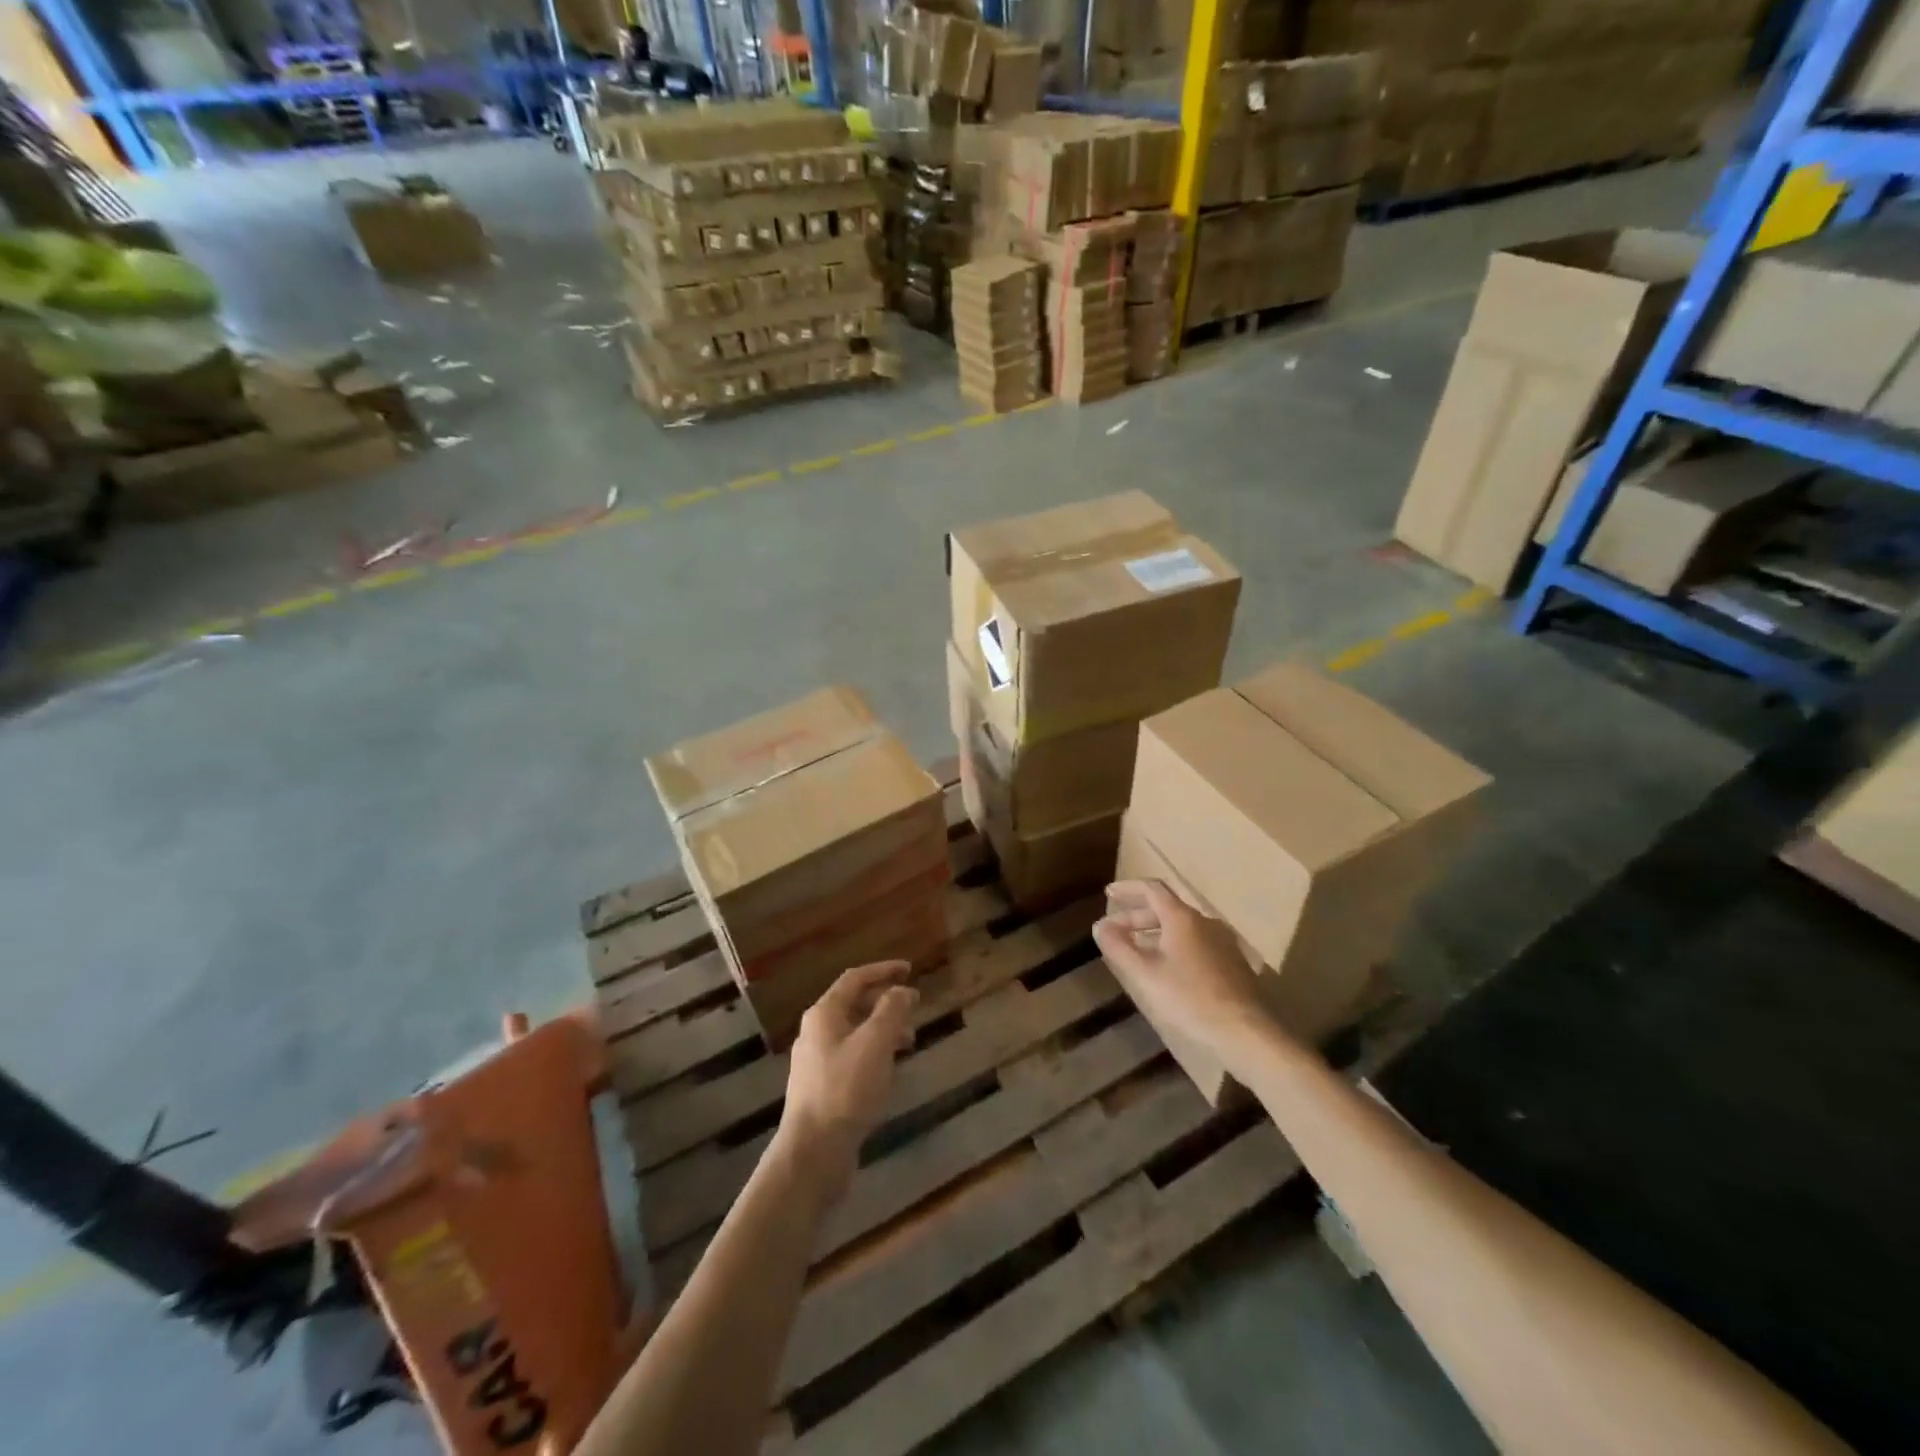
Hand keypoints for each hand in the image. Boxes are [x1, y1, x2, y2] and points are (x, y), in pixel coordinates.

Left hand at [779, 961, 917, 1194]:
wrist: (812, 1153)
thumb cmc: (845, 1090)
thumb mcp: (875, 1044)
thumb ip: (891, 1011)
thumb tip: (902, 990)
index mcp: (824, 1014)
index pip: (855, 978)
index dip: (883, 970)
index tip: (910, 969)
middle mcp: (816, 1032)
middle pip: (853, 1004)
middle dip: (885, 1001)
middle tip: (914, 1007)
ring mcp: (816, 1061)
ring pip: (855, 1032)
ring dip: (883, 1029)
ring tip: (910, 1040)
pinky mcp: (822, 1088)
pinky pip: (853, 1056)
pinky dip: (874, 1052)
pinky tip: (889, 1070)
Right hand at [1094, 879, 1282, 1063]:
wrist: (1246, 1033)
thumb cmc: (1189, 1000)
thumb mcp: (1145, 975)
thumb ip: (1119, 947)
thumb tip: (1100, 926)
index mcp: (1183, 918)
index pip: (1152, 889)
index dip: (1128, 889)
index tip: (1108, 894)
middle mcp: (1205, 922)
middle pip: (1166, 908)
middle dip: (1136, 916)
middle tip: (1114, 931)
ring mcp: (1222, 942)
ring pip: (1181, 927)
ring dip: (1154, 932)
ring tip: (1135, 950)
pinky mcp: (1231, 963)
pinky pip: (1195, 943)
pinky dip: (1173, 945)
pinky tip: (1165, 968)